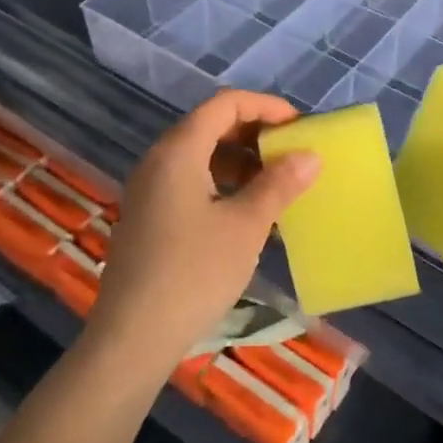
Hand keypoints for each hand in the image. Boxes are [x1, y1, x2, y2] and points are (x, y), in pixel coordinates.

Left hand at [89, 90, 320, 379]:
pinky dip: (222, 184)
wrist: (132, 338)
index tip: (299, 128)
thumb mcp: (245, 226)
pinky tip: (247, 214)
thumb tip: (310, 155)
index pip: (225, 104)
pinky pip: (190, 182)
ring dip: (240, 162)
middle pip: (211, 126)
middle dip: (255, 134)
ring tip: (276, 185)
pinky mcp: (149, 217)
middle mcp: (158, 160)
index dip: (266, 107)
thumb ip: (278, 184)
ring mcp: (149, 190)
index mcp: (178, 150)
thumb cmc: (193, 273)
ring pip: (201, 156)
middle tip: (292, 154)